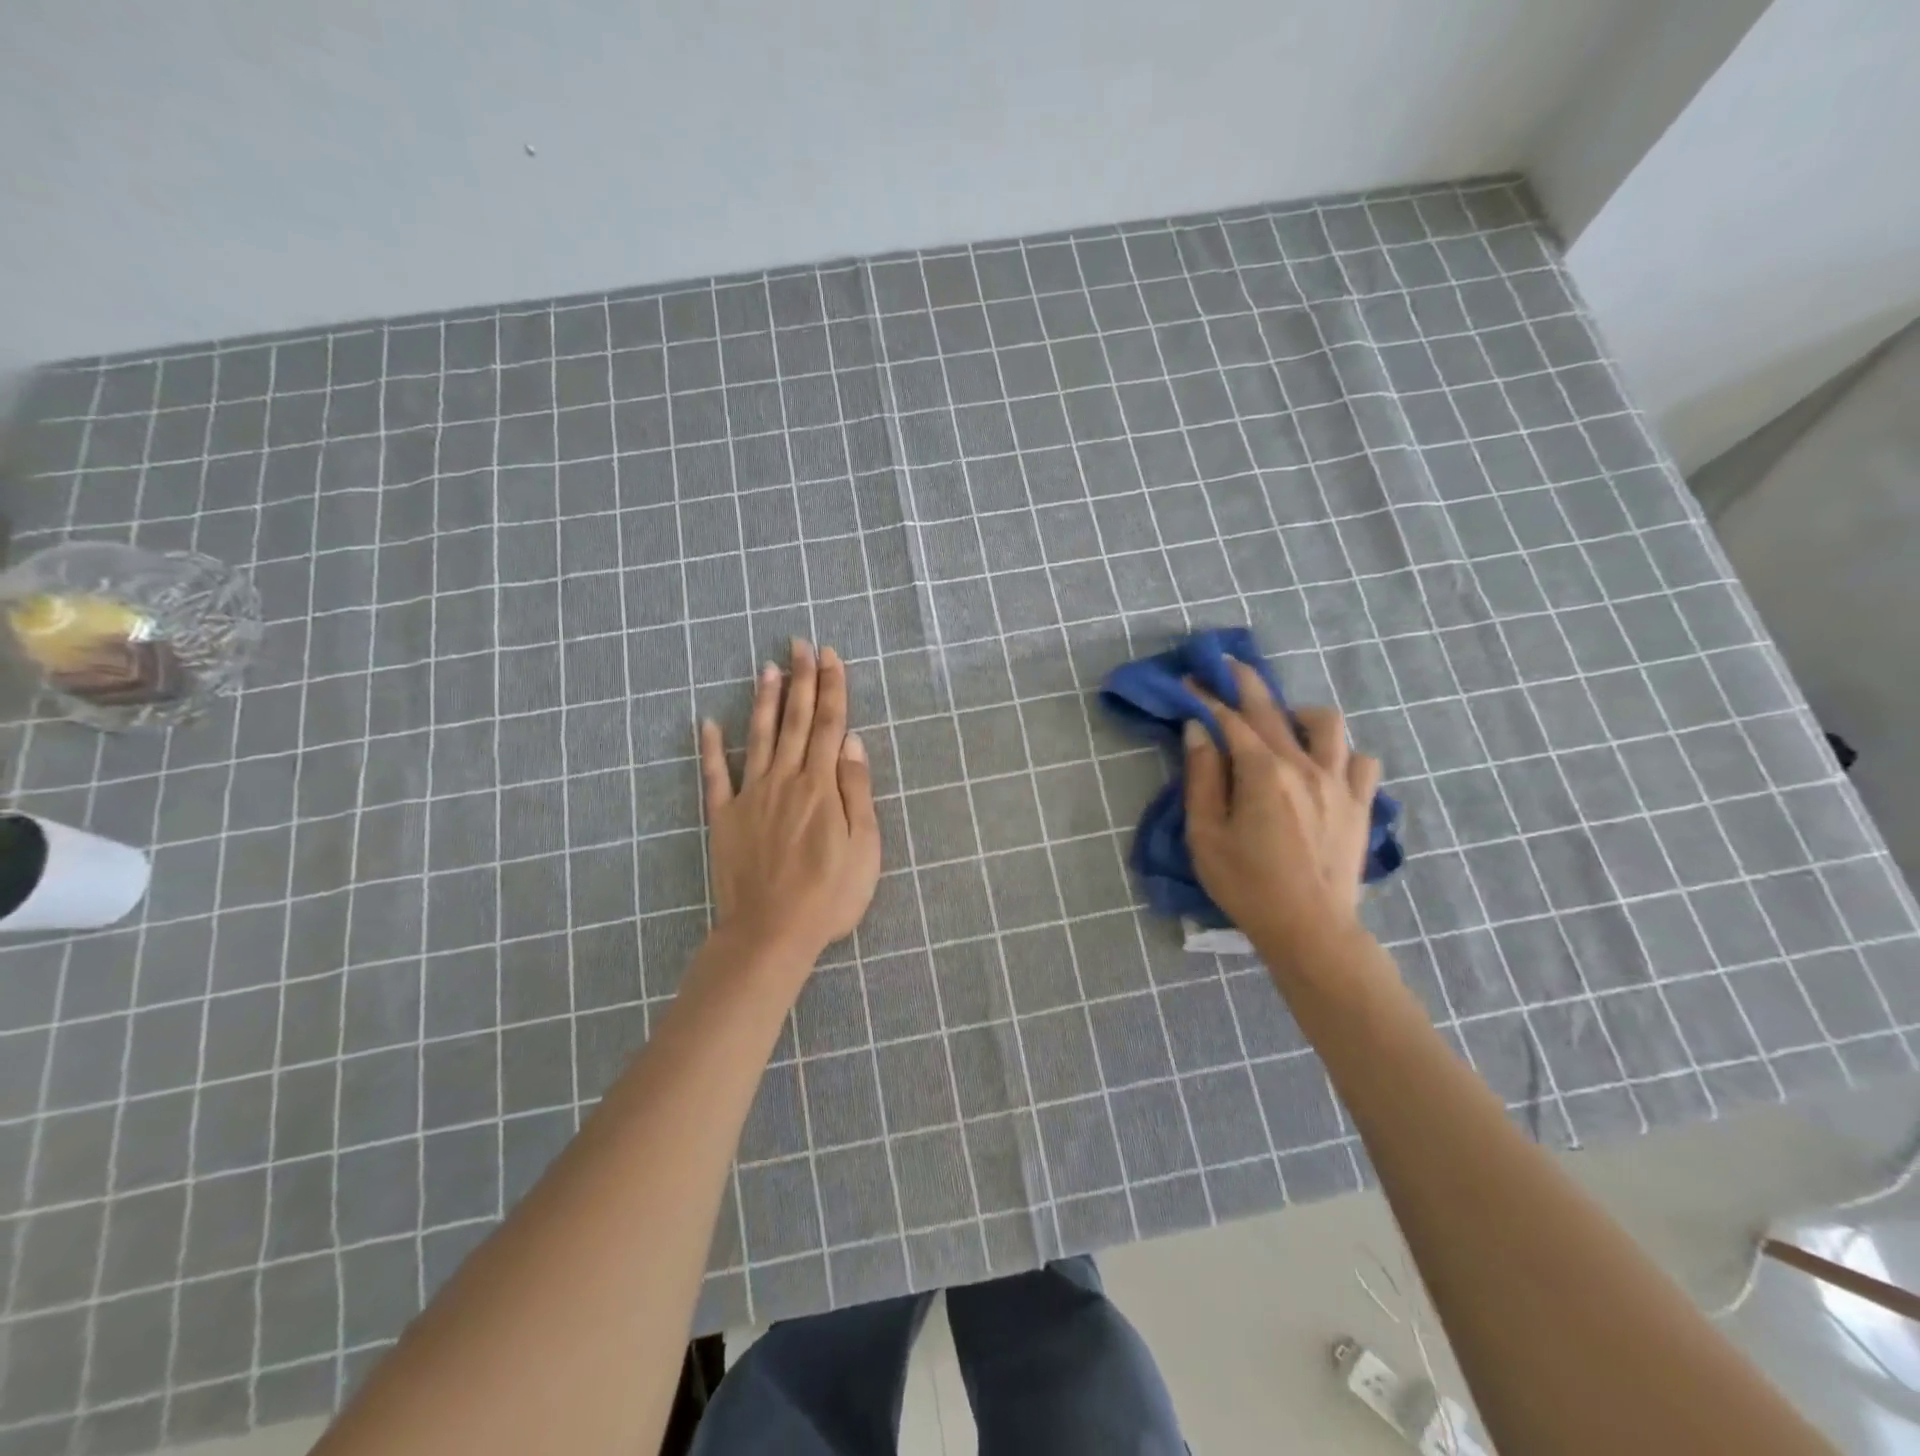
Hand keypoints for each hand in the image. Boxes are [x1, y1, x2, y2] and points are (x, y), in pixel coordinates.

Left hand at [699, 640, 881, 967]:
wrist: (770, 933)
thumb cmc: (828, 895)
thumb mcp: (863, 847)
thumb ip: (856, 790)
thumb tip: (851, 742)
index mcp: (821, 786)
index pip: (829, 725)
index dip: (832, 688)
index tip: (830, 655)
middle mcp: (785, 780)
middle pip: (795, 721)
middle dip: (801, 680)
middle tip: (799, 644)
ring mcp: (751, 796)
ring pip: (759, 737)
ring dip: (765, 700)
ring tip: (767, 667)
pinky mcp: (724, 818)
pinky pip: (715, 776)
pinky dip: (710, 749)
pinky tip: (707, 723)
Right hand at [1183, 660, 1380, 967]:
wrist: (1310, 929)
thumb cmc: (1246, 885)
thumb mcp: (1206, 835)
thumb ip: (1201, 778)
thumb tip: (1198, 731)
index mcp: (1263, 773)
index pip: (1229, 721)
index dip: (1206, 697)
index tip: (1189, 680)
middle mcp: (1304, 765)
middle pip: (1272, 709)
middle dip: (1245, 683)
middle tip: (1225, 667)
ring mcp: (1339, 782)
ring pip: (1327, 723)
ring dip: (1299, 714)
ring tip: (1282, 724)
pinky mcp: (1360, 804)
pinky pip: (1362, 760)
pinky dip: (1342, 753)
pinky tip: (1323, 765)